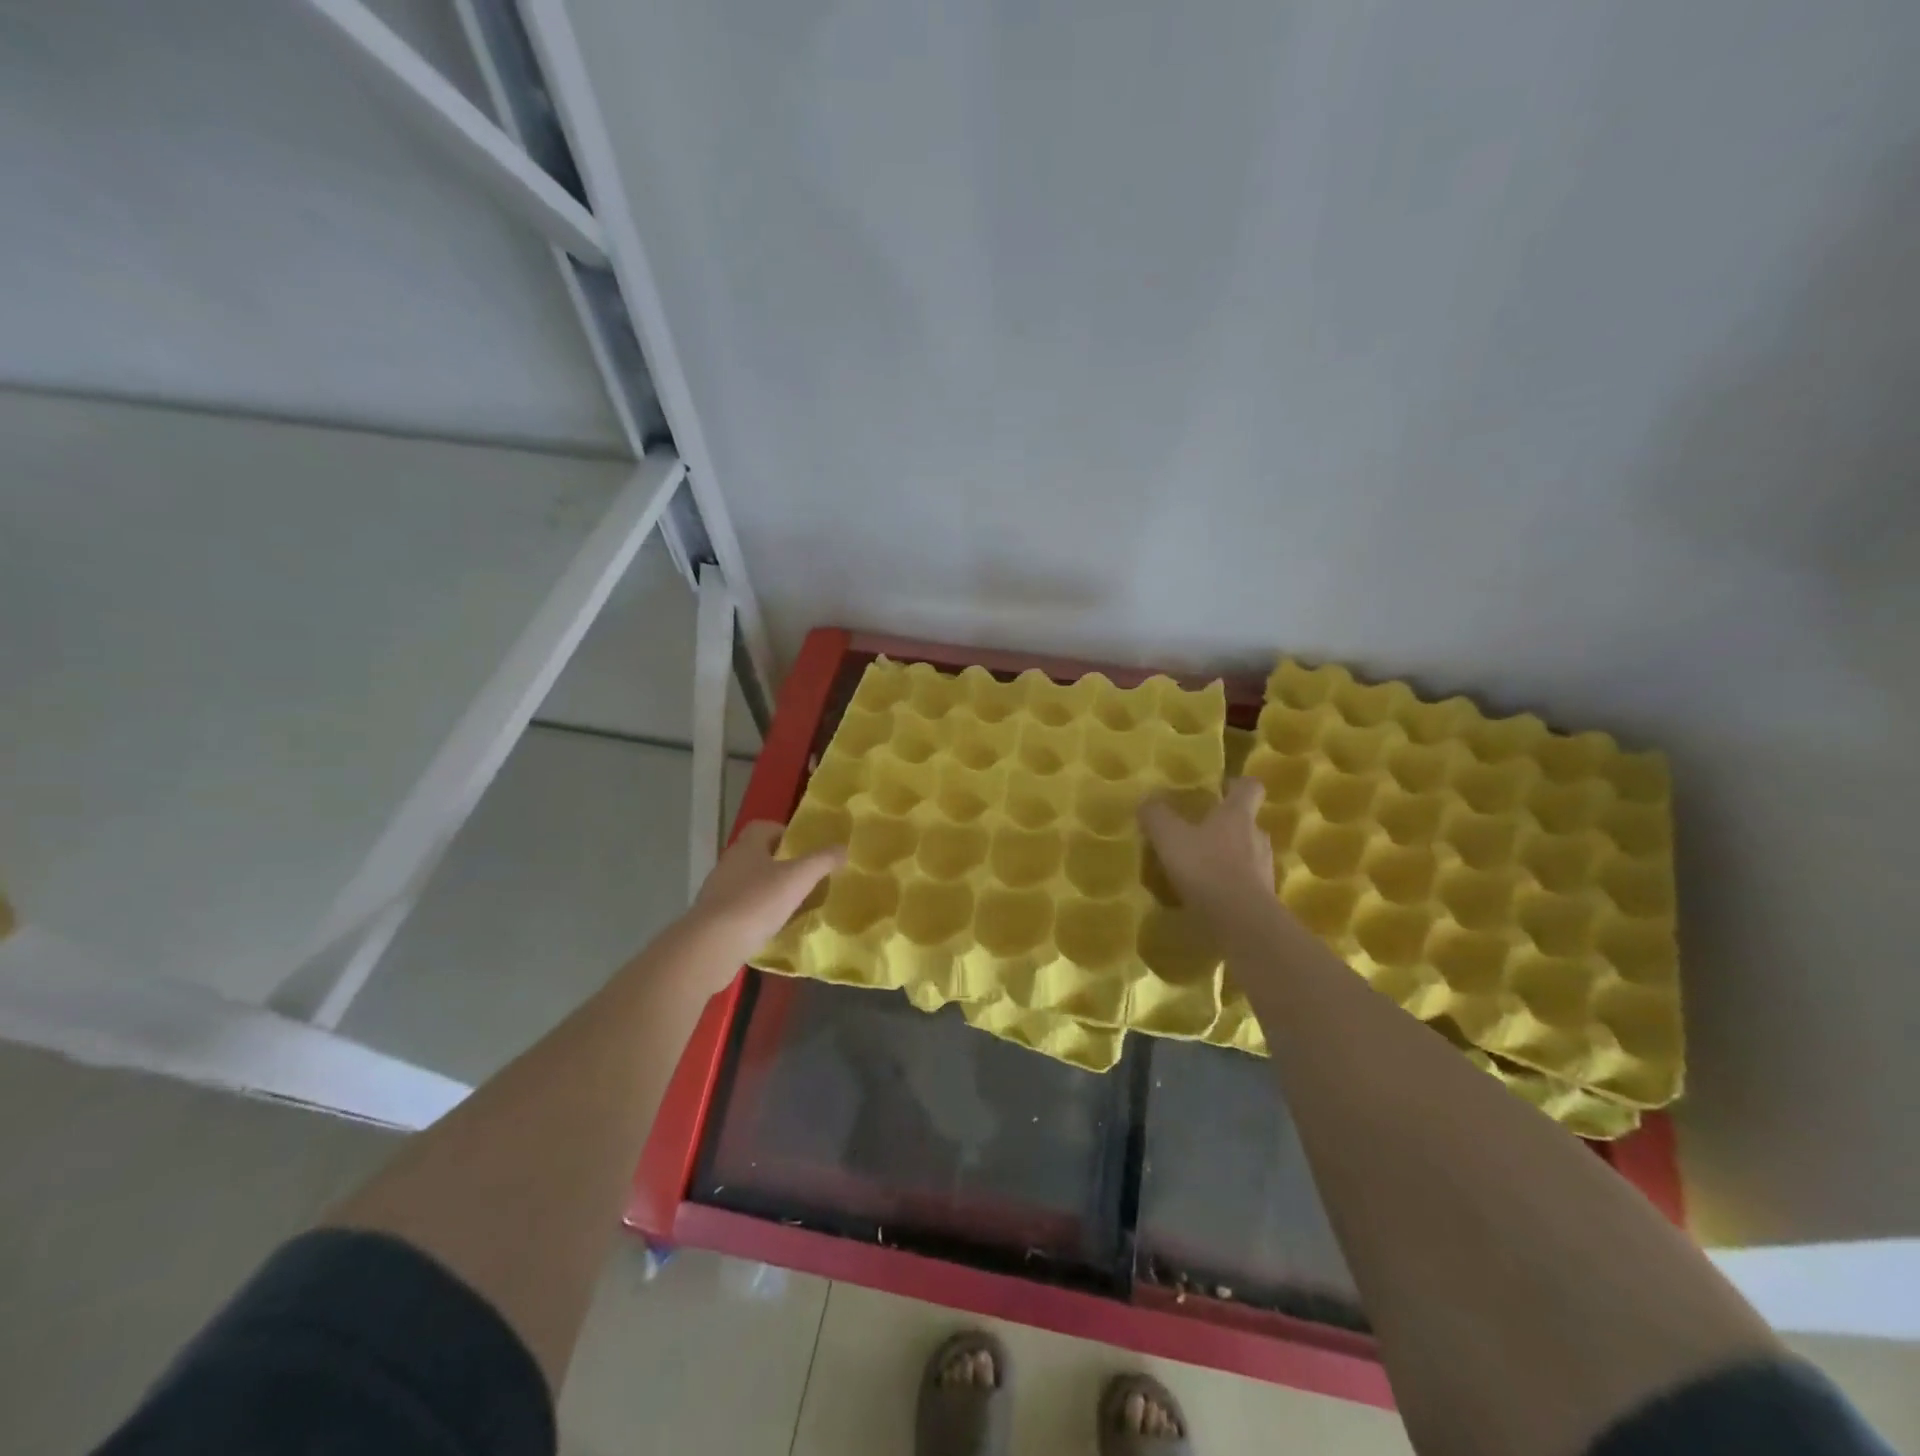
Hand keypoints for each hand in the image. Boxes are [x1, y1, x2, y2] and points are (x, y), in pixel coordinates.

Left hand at [686, 820, 844, 962]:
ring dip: (769, 892)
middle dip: (781, 865)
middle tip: (805, 879)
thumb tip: (843, 848)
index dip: (784, 834)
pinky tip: (773, 929)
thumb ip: (822, 860)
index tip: (803, 850)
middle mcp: (729, 864)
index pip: (763, 827)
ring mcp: (718, 892)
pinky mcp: (714, 919)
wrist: (712, 945)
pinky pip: (741, 909)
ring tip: (793, 907)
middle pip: (757, 856)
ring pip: (749, 884)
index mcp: (747, 847)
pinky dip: (758, 915)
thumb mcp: (799, 878)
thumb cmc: (757, 902)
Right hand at [1138, 777, 1275, 924]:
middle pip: (1247, 822)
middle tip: (1200, 832)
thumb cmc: (1206, 868)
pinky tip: (1208, 895)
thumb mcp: (1169, 837)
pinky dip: (1230, 884)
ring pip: (1247, 853)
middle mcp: (1257, 837)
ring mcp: (1263, 869)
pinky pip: (1245, 883)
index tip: (1220, 787)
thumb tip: (1148, 800)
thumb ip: (1157, 816)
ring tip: (1201, 867)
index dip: (1236, 784)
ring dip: (1228, 856)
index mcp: (1237, 815)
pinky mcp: (1263, 898)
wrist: (1241, 922)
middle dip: (1226, 824)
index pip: (1250, 787)